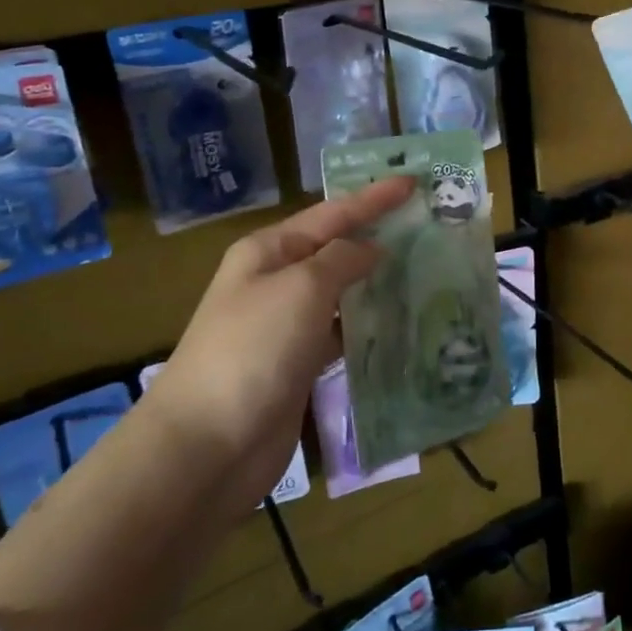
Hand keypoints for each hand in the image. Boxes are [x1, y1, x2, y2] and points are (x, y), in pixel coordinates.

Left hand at [142, 178, 414, 495]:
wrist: (206, 448)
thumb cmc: (253, 350)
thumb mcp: (302, 288)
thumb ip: (343, 259)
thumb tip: (371, 249)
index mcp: (268, 251)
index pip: (332, 213)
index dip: (373, 197)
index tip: (413, 182)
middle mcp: (275, 281)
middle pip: (335, 248)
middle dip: (376, 234)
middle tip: (425, 224)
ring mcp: (284, 325)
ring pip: (340, 291)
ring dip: (375, 280)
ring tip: (423, 268)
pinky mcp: (296, 365)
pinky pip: (340, 331)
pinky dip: (367, 323)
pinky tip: (398, 322)